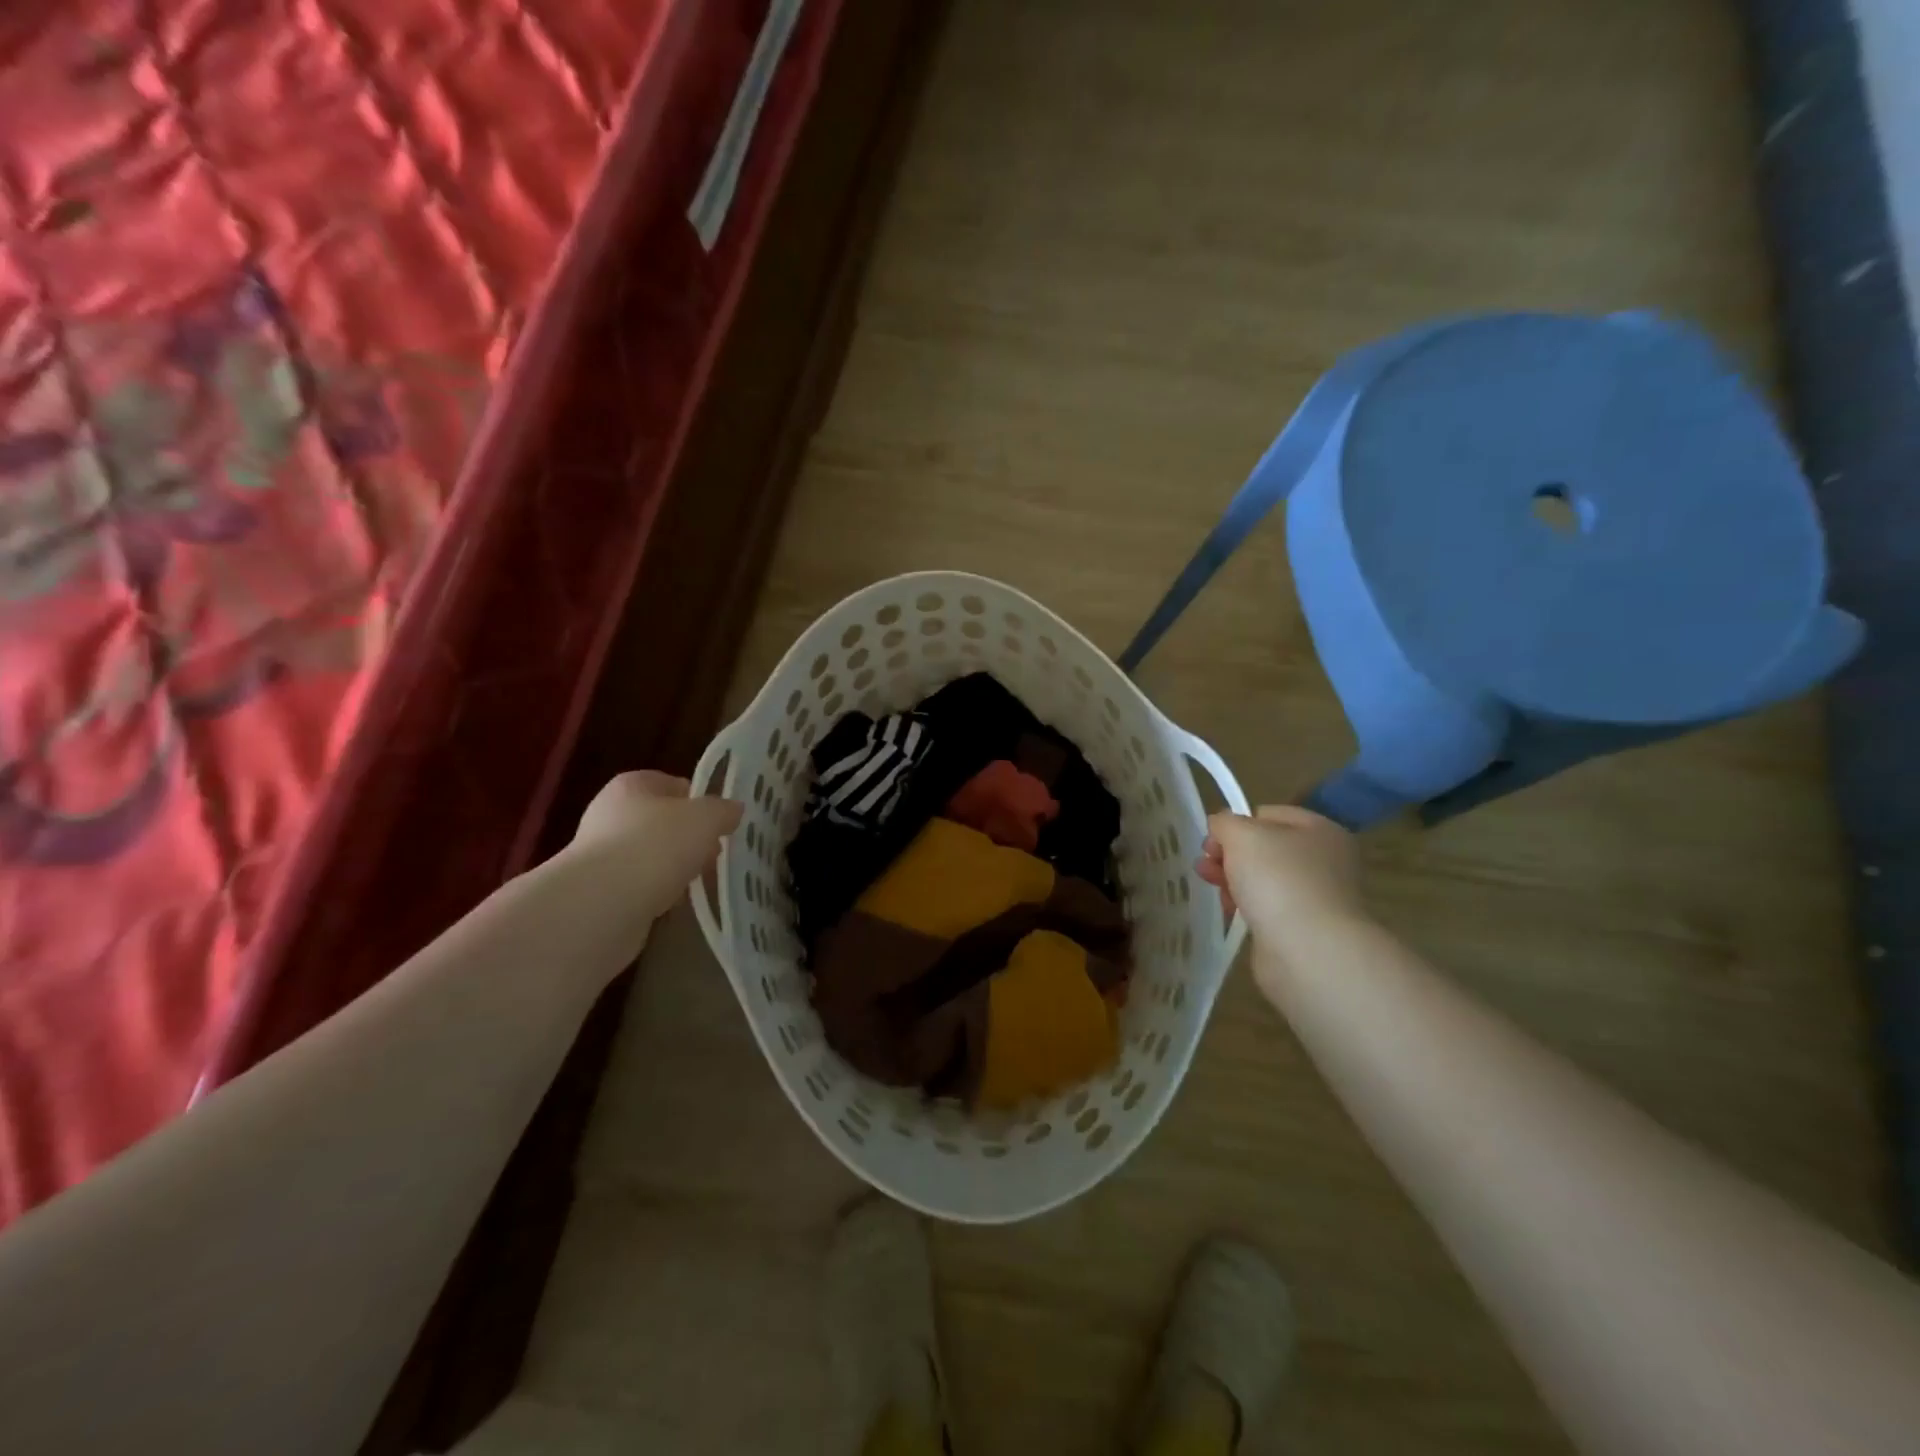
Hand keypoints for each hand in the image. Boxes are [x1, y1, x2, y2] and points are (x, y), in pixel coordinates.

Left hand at [568, 771, 742, 921]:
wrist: (602, 904)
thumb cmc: (656, 845)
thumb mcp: (706, 818)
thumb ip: (723, 810)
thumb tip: (732, 810)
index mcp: (632, 785)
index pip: (672, 783)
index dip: (698, 800)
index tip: (719, 822)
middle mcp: (609, 814)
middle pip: (661, 821)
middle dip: (689, 838)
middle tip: (713, 854)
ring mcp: (600, 854)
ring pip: (651, 855)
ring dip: (674, 867)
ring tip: (697, 882)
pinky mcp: (599, 891)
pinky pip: (639, 885)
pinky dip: (657, 893)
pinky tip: (672, 904)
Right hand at [1198, 806, 1370, 997]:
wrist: (1308, 950)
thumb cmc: (1278, 879)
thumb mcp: (1242, 834)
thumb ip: (1225, 822)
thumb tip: (1221, 827)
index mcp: (1320, 829)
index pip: (1268, 814)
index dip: (1236, 823)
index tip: (1212, 841)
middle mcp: (1325, 860)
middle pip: (1264, 848)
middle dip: (1229, 854)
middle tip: (1205, 865)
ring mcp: (1316, 896)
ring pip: (1263, 879)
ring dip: (1234, 880)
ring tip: (1212, 889)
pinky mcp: (1304, 928)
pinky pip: (1268, 908)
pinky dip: (1247, 907)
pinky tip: (1231, 912)